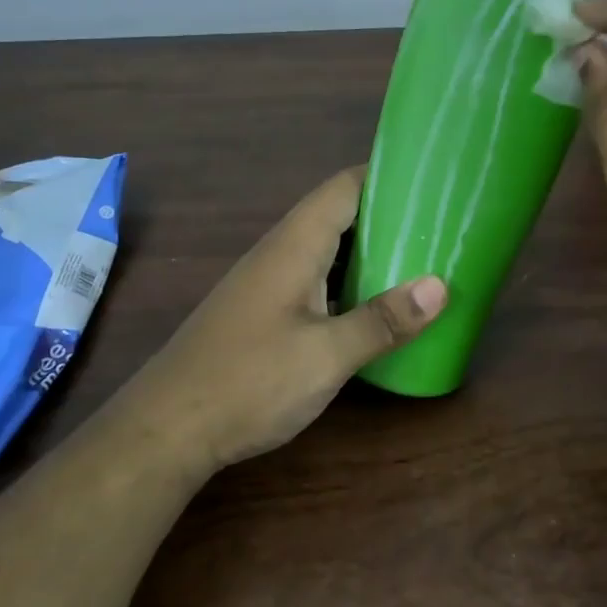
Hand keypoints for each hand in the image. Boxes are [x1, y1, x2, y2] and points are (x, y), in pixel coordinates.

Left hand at [129, 166, 447, 468]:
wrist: (166, 430)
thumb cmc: (248, 382)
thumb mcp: (326, 356)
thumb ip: (382, 320)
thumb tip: (440, 286)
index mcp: (295, 245)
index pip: (344, 187)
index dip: (386, 176)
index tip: (432, 182)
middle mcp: (280, 253)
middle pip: (339, 215)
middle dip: (388, 216)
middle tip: (440, 227)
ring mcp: (268, 283)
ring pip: (327, 250)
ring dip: (370, 252)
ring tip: (420, 261)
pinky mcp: (264, 312)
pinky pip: (316, 279)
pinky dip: (349, 282)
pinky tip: (374, 306)